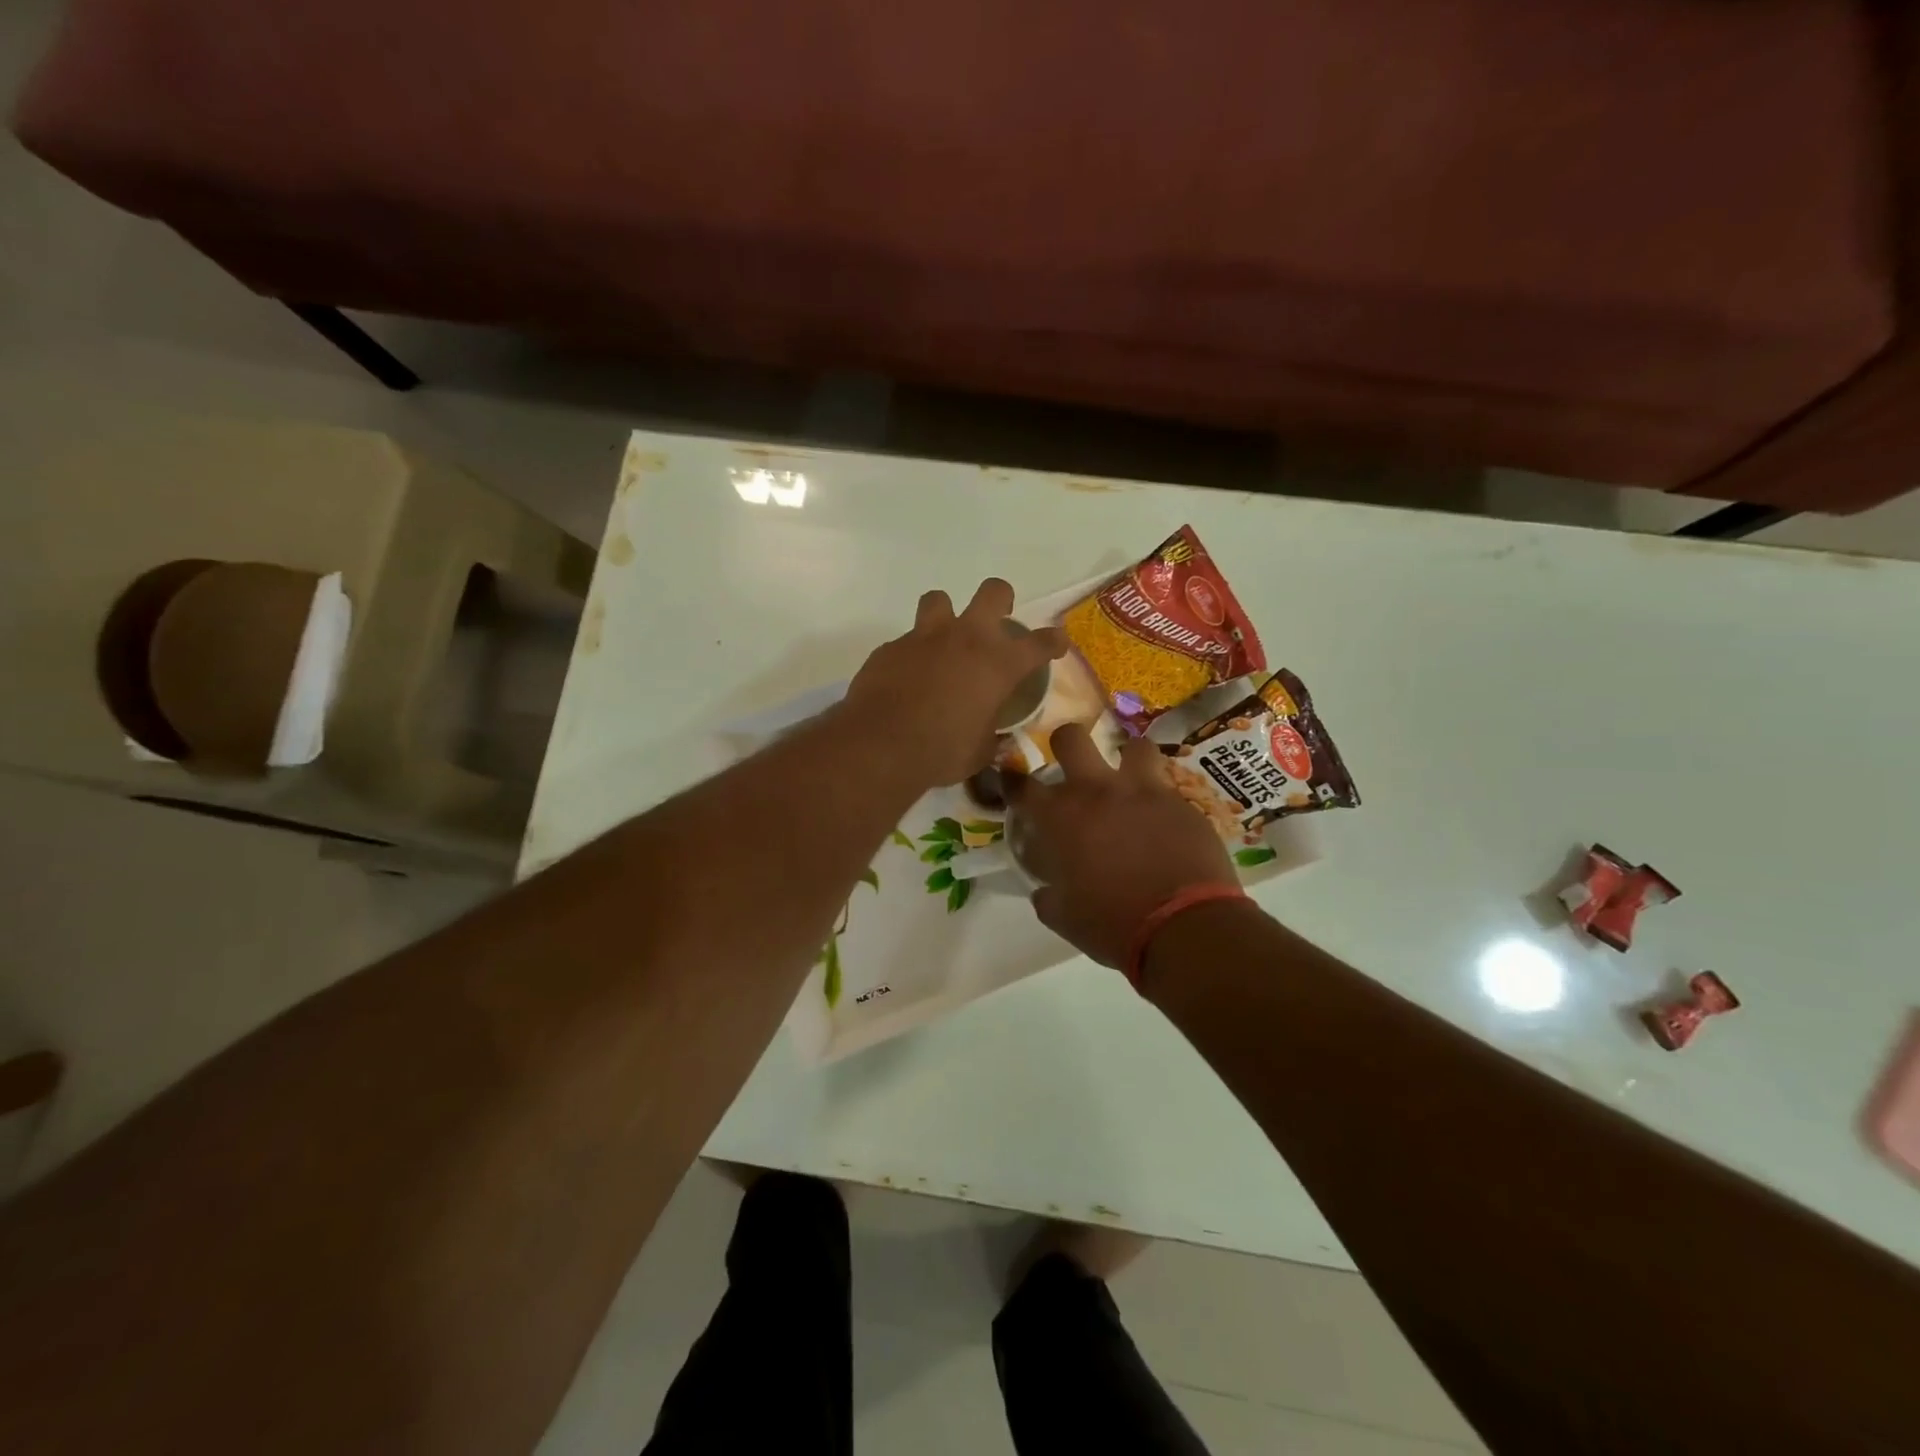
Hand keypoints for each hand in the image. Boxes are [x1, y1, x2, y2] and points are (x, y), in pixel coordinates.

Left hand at [842, 579, 1067, 787]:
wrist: (880, 745)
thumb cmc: (942, 752)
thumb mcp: (980, 753)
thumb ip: (992, 738)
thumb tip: (998, 739)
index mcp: (999, 664)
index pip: (1040, 643)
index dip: (1053, 642)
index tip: (1055, 645)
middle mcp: (966, 639)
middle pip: (993, 593)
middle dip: (1000, 600)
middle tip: (997, 620)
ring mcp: (925, 637)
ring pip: (940, 600)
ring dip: (946, 616)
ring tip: (943, 640)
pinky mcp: (891, 648)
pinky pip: (906, 641)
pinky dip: (912, 654)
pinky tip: (907, 678)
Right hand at [1013, 724, 1237, 967]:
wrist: (1183, 928)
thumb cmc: (1112, 924)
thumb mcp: (1064, 918)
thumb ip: (1048, 895)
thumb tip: (1045, 890)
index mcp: (1059, 817)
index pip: (1021, 785)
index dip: (1011, 779)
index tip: (1011, 778)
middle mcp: (1097, 791)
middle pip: (1071, 738)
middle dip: (1065, 744)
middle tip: (1071, 766)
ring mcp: (1143, 791)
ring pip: (1133, 747)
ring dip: (1127, 760)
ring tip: (1129, 782)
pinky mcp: (1181, 803)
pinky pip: (1166, 787)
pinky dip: (1159, 800)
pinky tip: (1162, 822)